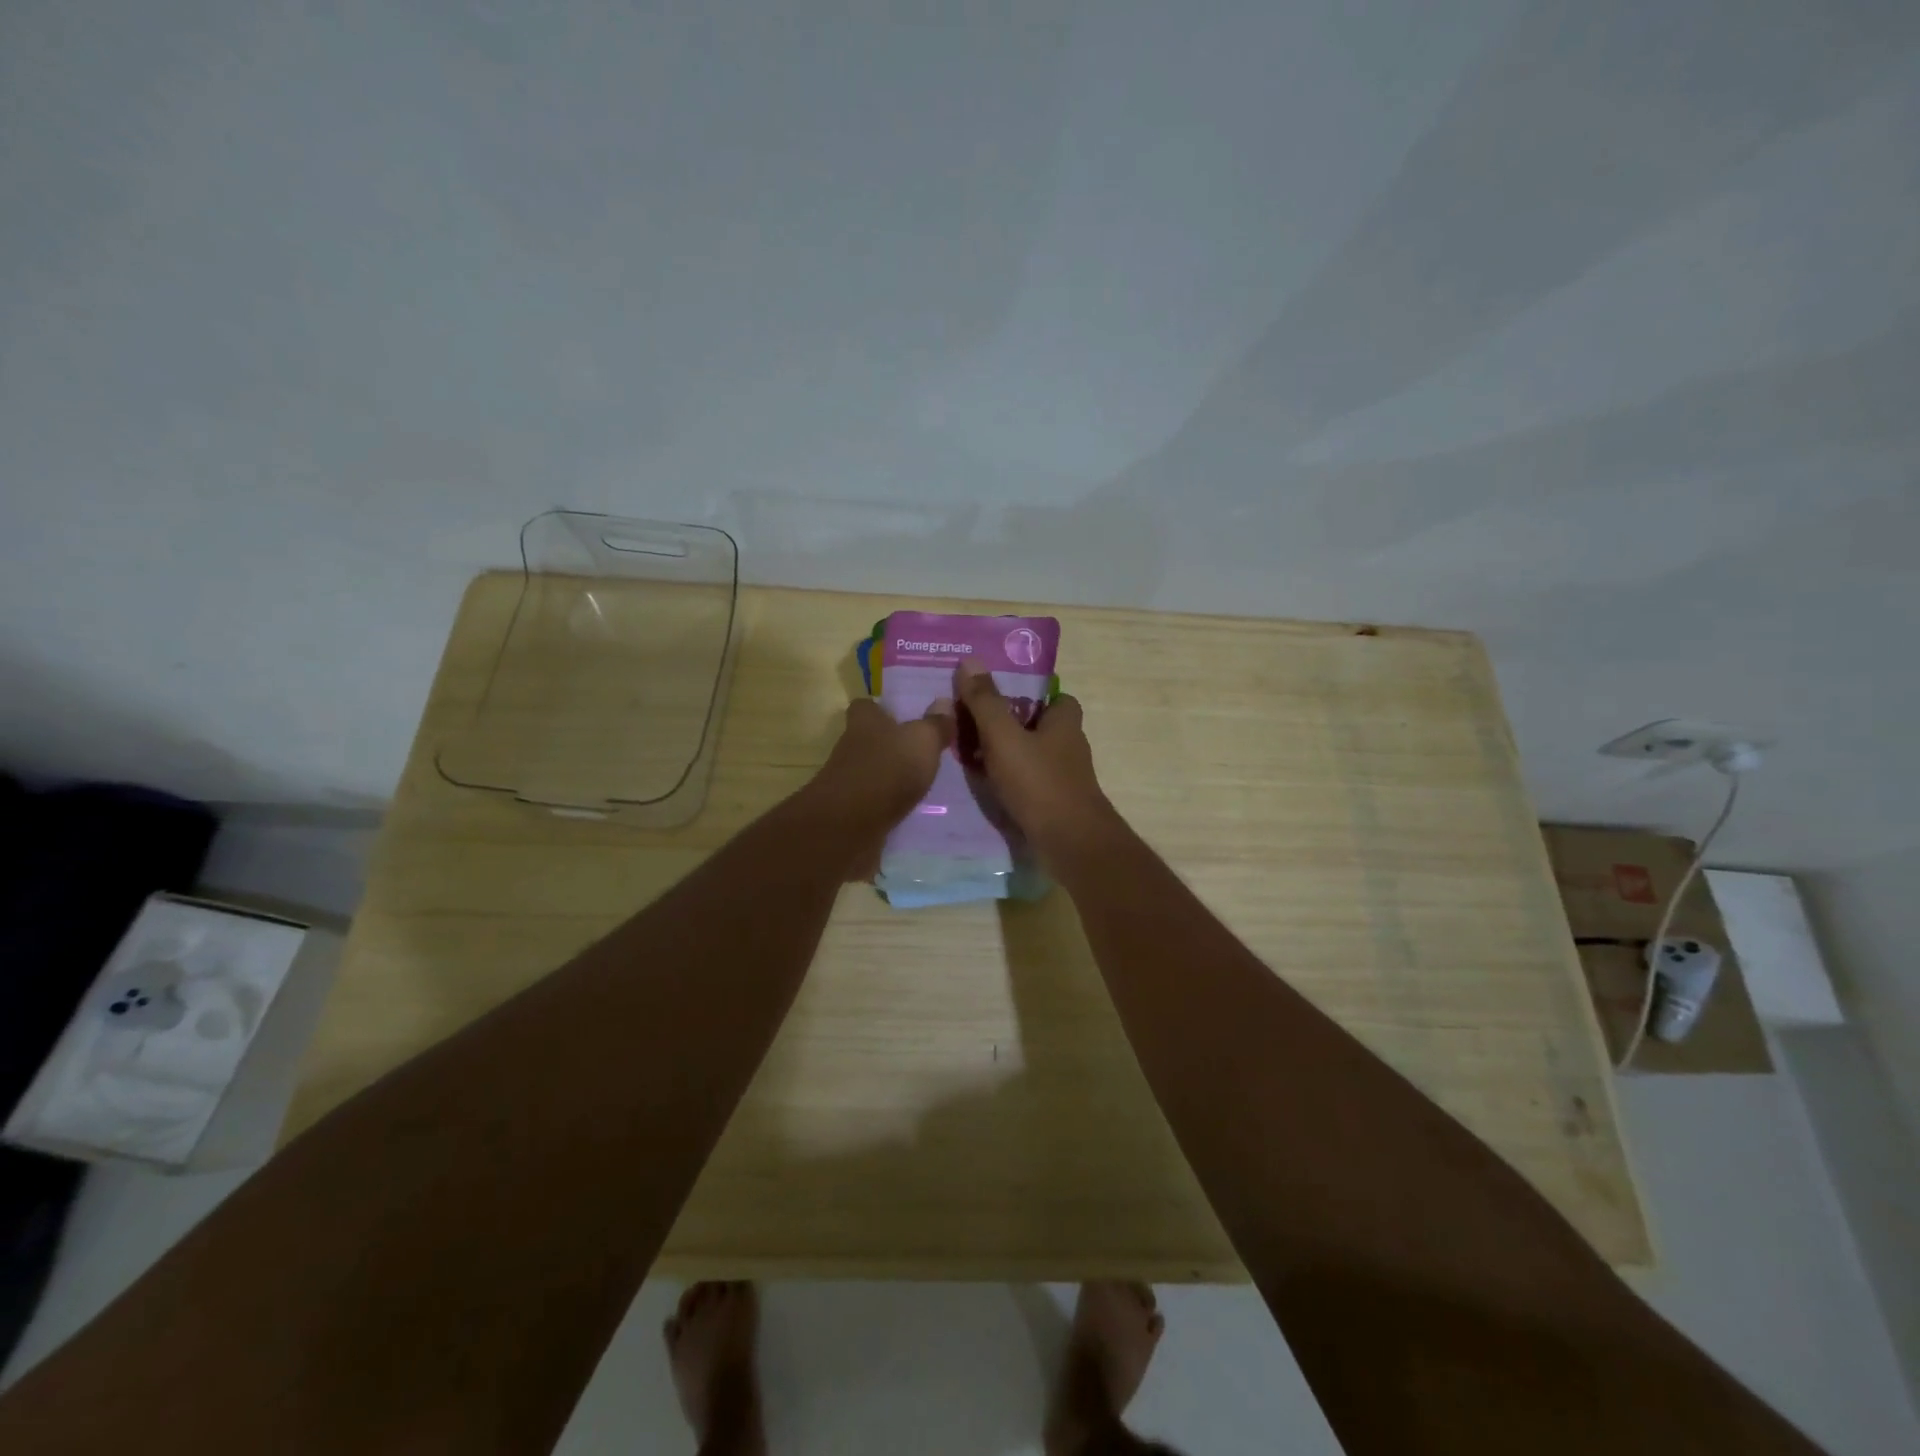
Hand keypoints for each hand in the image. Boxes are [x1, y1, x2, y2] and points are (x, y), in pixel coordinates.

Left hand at [804, 696, 955, 848]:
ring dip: (889, 776)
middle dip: (890, 744)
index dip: (881, 708)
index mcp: (865, 721)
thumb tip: (945, 702)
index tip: (901, 716)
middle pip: (868, 738)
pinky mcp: (849, 810)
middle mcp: (851, 746)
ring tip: (920, 782)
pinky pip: (871, 801)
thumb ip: (935, 724)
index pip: (865, 706)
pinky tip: (907, 809)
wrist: (850, 824)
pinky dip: (885, 803)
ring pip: (870, 770)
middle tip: (920, 752)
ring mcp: (847, 780)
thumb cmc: (888, 769)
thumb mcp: (923, 740)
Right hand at [955, 659, 1113, 856]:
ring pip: (1033, 757)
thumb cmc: (1039, 783)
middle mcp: (1070, 747)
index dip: (1030, 694)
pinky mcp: (1057, 805)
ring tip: (970, 756)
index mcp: (1064, 722)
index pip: (1056, 697)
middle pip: (1039, 727)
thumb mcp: (1004, 737)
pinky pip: (1030, 783)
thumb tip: (970, 661)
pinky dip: (1010, 782)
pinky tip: (986, 788)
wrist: (1070, 843)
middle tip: (973, 725)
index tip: (999, 696)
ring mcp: (1065, 778)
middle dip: (1011, 725)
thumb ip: (986, 702)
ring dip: (1007, 755)